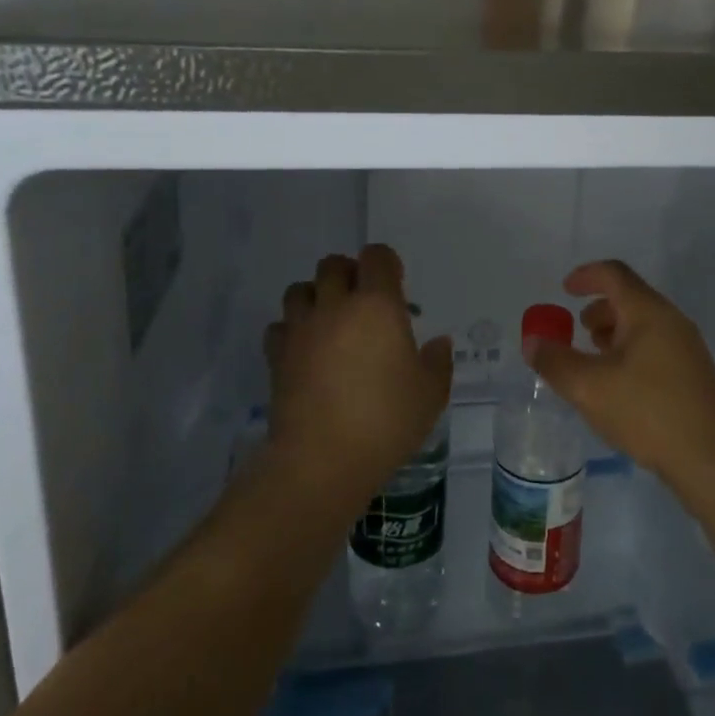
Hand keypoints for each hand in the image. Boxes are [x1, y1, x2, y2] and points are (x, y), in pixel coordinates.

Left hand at [263, 245, 451, 504]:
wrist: (322, 458)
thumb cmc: (386, 421)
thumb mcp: (430, 395)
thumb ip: (437, 363)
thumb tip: (438, 343)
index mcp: (378, 305)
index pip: (377, 257)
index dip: (386, 263)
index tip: (395, 284)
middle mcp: (336, 306)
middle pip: (333, 264)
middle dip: (348, 273)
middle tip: (362, 300)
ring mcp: (301, 329)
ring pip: (299, 289)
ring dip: (315, 296)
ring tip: (329, 320)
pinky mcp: (276, 355)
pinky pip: (279, 326)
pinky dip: (291, 330)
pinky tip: (305, 349)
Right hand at [524, 260, 714, 499]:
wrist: (714, 461)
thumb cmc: (648, 412)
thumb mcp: (588, 387)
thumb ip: (555, 361)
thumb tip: (533, 342)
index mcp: (648, 312)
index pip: (614, 274)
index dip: (585, 276)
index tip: (564, 289)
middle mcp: (672, 322)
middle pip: (630, 299)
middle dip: (598, 310)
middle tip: (576, 331)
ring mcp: (687, 349)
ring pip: (643, 326)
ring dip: (613, 334)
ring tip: (593, 362)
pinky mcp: (693, 377)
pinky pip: (654, 349)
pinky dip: (629, 353)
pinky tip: (618, 388)